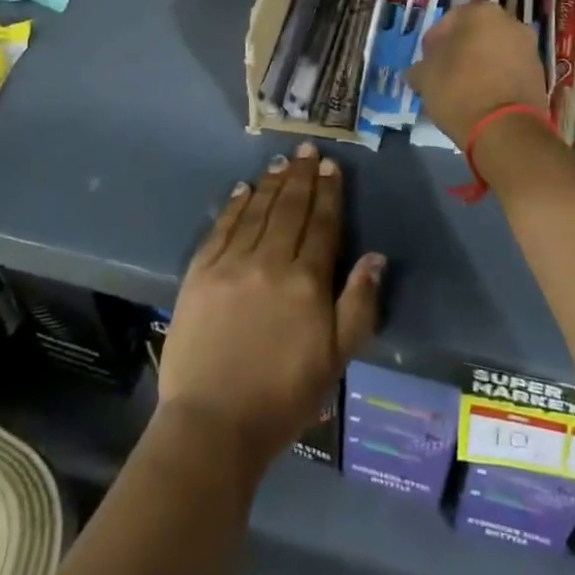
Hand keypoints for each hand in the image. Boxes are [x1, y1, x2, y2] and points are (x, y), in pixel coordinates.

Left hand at [159, 143, 384, 470]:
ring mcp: (231, 264)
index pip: (322, 225)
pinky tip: (242, 189)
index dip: (329, 193)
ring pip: (257, 211)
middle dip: (302, 176)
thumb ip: (359, 304)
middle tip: (307, 149)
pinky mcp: (200, 274)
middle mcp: (270, 262)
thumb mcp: (336, 359)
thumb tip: (375, 256)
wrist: (213, 425)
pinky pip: (221, 228)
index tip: (332, 166)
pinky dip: (234, 205)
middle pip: (290, 209)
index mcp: (307, 282)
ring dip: (272, 183)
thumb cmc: (283, 397)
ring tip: (282, 162)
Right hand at [407, 1, 548, 147]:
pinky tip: (481, 98)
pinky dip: (495, 78)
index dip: (433, 43)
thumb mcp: (425, 78)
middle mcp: (510, 22)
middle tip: (442, 74)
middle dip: (458, 51)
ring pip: (494, 51)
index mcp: (481, 13)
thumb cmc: (460, 91)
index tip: (426, 63)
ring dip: (478, 64)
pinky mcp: (539, 73)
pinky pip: (509, 69)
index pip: (448, 21)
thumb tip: (416, 72)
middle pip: (474, 34)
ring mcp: (529, 48)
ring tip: (462, 89)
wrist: (506, 130)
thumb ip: (419, 68)